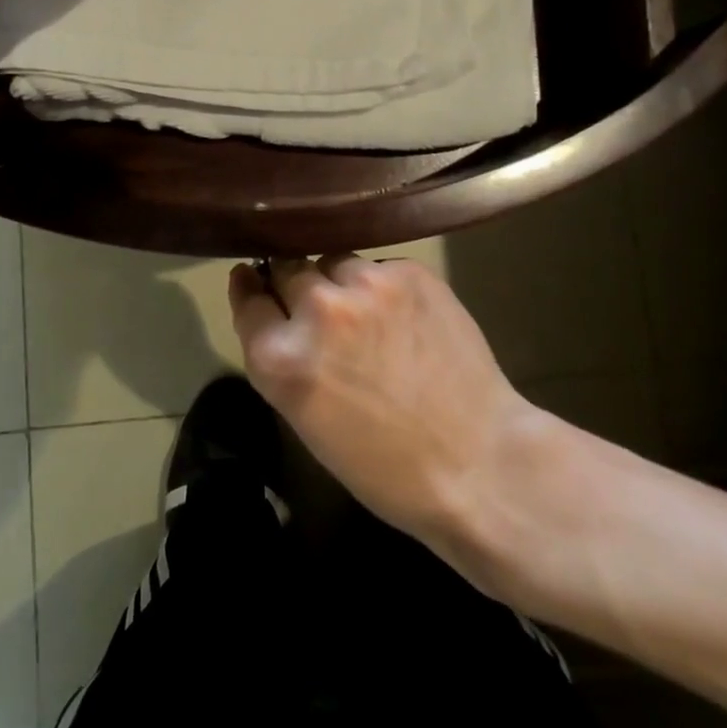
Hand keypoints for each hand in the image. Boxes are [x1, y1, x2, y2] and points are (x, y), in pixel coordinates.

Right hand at [229, 255, 541, 554]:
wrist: (478, 463)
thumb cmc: (385, 465)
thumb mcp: (307, 420)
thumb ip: (283, 359)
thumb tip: (274, 309)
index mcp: (280, 358)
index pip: (248, 298)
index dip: (250, 288)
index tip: (253, 278)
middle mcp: (316, 309)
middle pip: (288, 268)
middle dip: (297, 287)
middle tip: (322, 310)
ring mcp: (366, 284)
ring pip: (334, 261)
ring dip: (339, 282)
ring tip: (368, 314)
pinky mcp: (409, 272)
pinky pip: (378, 267)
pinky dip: (382, 287)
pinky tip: (404, 318)